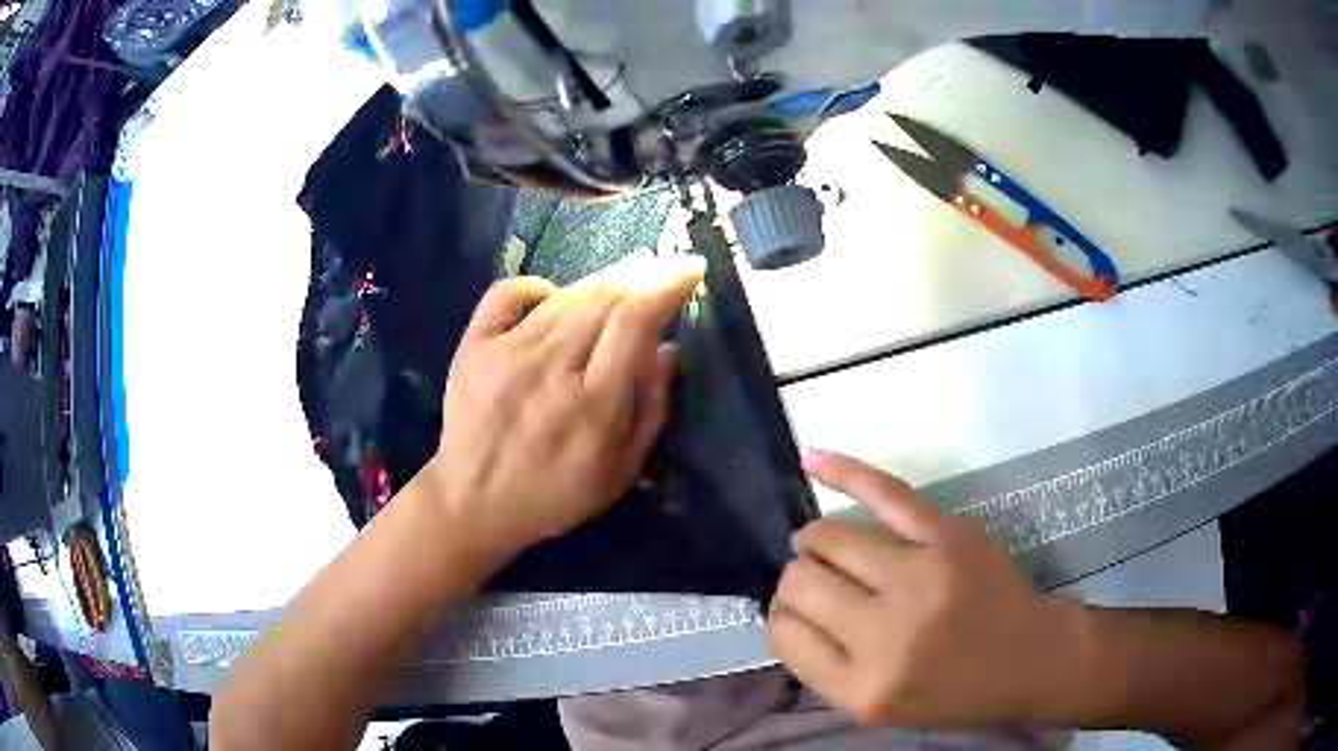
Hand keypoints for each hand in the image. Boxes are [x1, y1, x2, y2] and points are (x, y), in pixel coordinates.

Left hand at [431, 263, 701, 558]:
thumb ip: (651, 409)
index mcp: (594, 404)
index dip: (666, 285)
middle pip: (602, 297)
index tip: (689, 269)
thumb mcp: (621, 470)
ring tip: (619, 279)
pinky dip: (532, 285)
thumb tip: (669, 349)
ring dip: (599, 281)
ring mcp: (506, 353)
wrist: (472, 503)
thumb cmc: (555, 495)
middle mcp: (550, 368)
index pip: (635, 321)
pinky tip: (549, 294)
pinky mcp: (473, 347)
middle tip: (658, 269)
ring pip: (563, 295)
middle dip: (639, 274)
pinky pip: (505, 294)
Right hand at [768, 449, 1068, 727]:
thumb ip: (824, 667)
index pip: (784, 633)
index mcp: (863, 687)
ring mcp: (920, 577)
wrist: (1029, 657)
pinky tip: (810, 459)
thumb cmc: (952, 691)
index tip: (797, 613)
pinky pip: (884, 492)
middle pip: (801, 582)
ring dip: (815, 540)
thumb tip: (785, 607)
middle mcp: (886, 634)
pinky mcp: (948, 535)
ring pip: (830, 536)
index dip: (781, 616)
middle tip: (817, 584)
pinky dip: (843, 471)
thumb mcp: (877, 707)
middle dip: (796, 579)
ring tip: (823, 545)